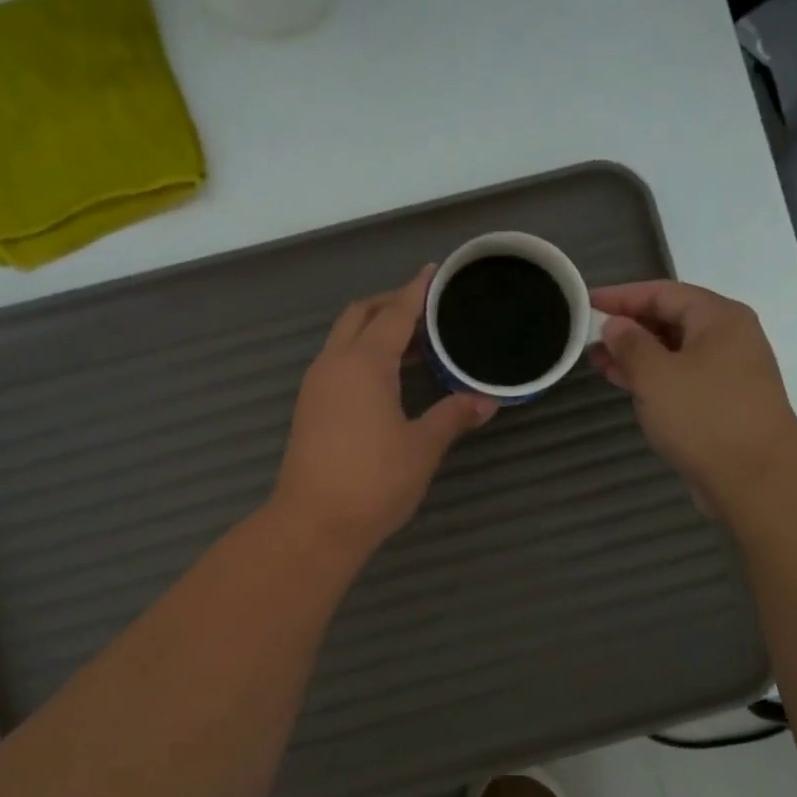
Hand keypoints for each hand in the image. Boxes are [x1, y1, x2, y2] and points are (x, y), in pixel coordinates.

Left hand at [273, 268, 497, 556]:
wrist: (313, 524)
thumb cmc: (372, 482)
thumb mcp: (421, 448)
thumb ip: (453, 416)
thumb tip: (486, 401)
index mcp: (363, 364)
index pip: (394, 313)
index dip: (416, 292)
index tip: (434, 273)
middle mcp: (334, 365)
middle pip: (360, 316)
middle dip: (391, 305)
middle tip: (426, 310)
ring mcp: (316, 387)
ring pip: (345, 340)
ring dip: (375, 331)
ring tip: (415, 343)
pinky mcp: (310, 409)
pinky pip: (338, 364)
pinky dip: (363, 356)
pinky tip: (388, 378)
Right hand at [589, 281, 796, 511]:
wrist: (756, 478)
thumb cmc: (704, 416)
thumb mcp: (656, 375)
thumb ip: (630, 345)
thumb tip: (615, 325)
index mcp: (719, 318)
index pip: (663, 293)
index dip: (622, 296)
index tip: (587, 303)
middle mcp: (729, 339)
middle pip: (671, 320)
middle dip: (628, 327)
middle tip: (588, 337)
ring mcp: (729, 373)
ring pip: (674, 353)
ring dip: (637, 356)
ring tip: (598, 362)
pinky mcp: (723, 404)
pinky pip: (682, 379)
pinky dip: (653, 379)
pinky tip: (627, 386)